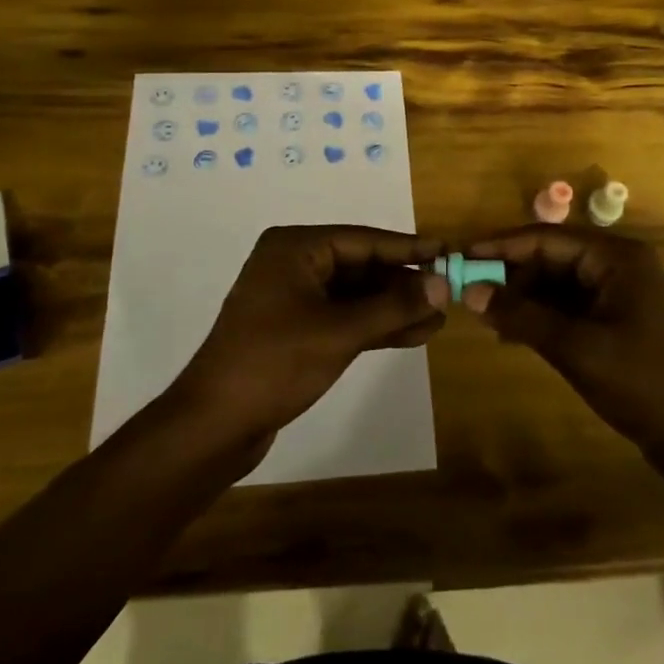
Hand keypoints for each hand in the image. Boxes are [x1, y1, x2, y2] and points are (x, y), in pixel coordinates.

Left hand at [170, 225, 447, 446]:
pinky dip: (375, 326)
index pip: (363, 240)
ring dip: (393, 308)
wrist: (215, 424)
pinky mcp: (296, 330)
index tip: (446, 251)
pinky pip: (344, 318)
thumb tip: (443, 284)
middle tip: (447, 292)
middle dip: (403, 283)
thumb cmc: (276, 363)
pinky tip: (413, 335)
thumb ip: (394, 306)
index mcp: (295, 248)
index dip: (407, 247)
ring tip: (438, 318)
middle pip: (360, 266)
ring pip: (355, 295)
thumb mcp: (341, 332)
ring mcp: (293, 299)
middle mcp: (293, 264)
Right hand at [462, 226, 663, 454]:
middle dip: (511, 275)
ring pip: (557, 283)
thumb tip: (471, 292)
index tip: (460, 256)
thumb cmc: (643, 383)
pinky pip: (569, 306)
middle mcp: (618, 266)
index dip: (501, 246)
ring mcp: (619, 294)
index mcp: (616, 257)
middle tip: (470, 294)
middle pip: (551, 258)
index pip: (546, 238)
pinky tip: (513, 334)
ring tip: (487, 319)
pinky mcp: (617, 321)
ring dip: (523, 298)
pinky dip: (541, 317)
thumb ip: (522, 316)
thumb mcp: (576, 348)